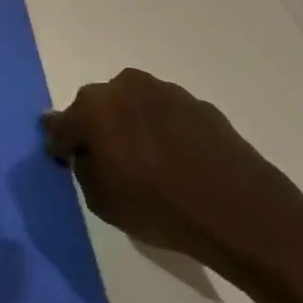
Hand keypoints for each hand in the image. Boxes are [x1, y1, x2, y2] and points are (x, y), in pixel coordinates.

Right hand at [42, 69, 302, 282]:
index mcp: (92, 109)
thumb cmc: (159, 208)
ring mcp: (165, 92)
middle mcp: (124, 88)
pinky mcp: (199, 104)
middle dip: (96, 128)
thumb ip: (83, 168)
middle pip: (96, 107)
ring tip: (147, 162)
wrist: (243, 213)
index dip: (61, 144)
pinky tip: (178, 162)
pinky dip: (164, 132)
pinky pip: (166, 115)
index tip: (65, 160)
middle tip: (108, 161)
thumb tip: (86, 152)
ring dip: (132, 126)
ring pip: (133, 106)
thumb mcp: (101, 201)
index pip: (60, 124)